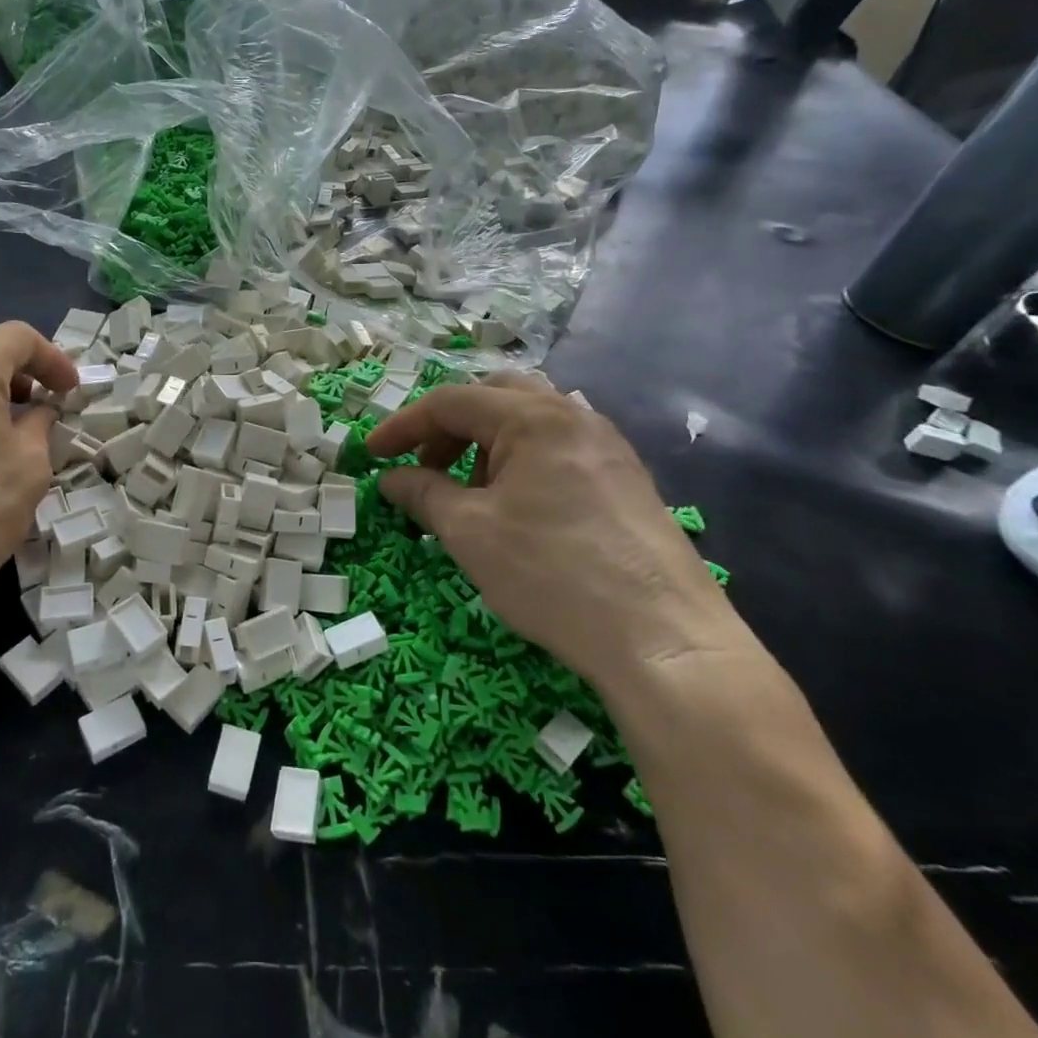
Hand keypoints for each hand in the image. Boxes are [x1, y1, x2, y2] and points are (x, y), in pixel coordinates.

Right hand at [364, 376, 739, 690]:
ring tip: (470, 495)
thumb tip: (393, 479)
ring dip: (486, 445)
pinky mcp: (626, 480)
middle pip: (494, 398)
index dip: (404, 426)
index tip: (373, 456)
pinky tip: (518, 509)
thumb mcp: (470, 533)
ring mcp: (607, 447)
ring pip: (530, 422)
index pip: (451, 402)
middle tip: (425, 468)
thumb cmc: (552, 574)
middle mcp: (574, 416)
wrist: (664, 639)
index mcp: (534, 418)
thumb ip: (424, 494)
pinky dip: (522, 462)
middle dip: (449, 428)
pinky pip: (559, 448)